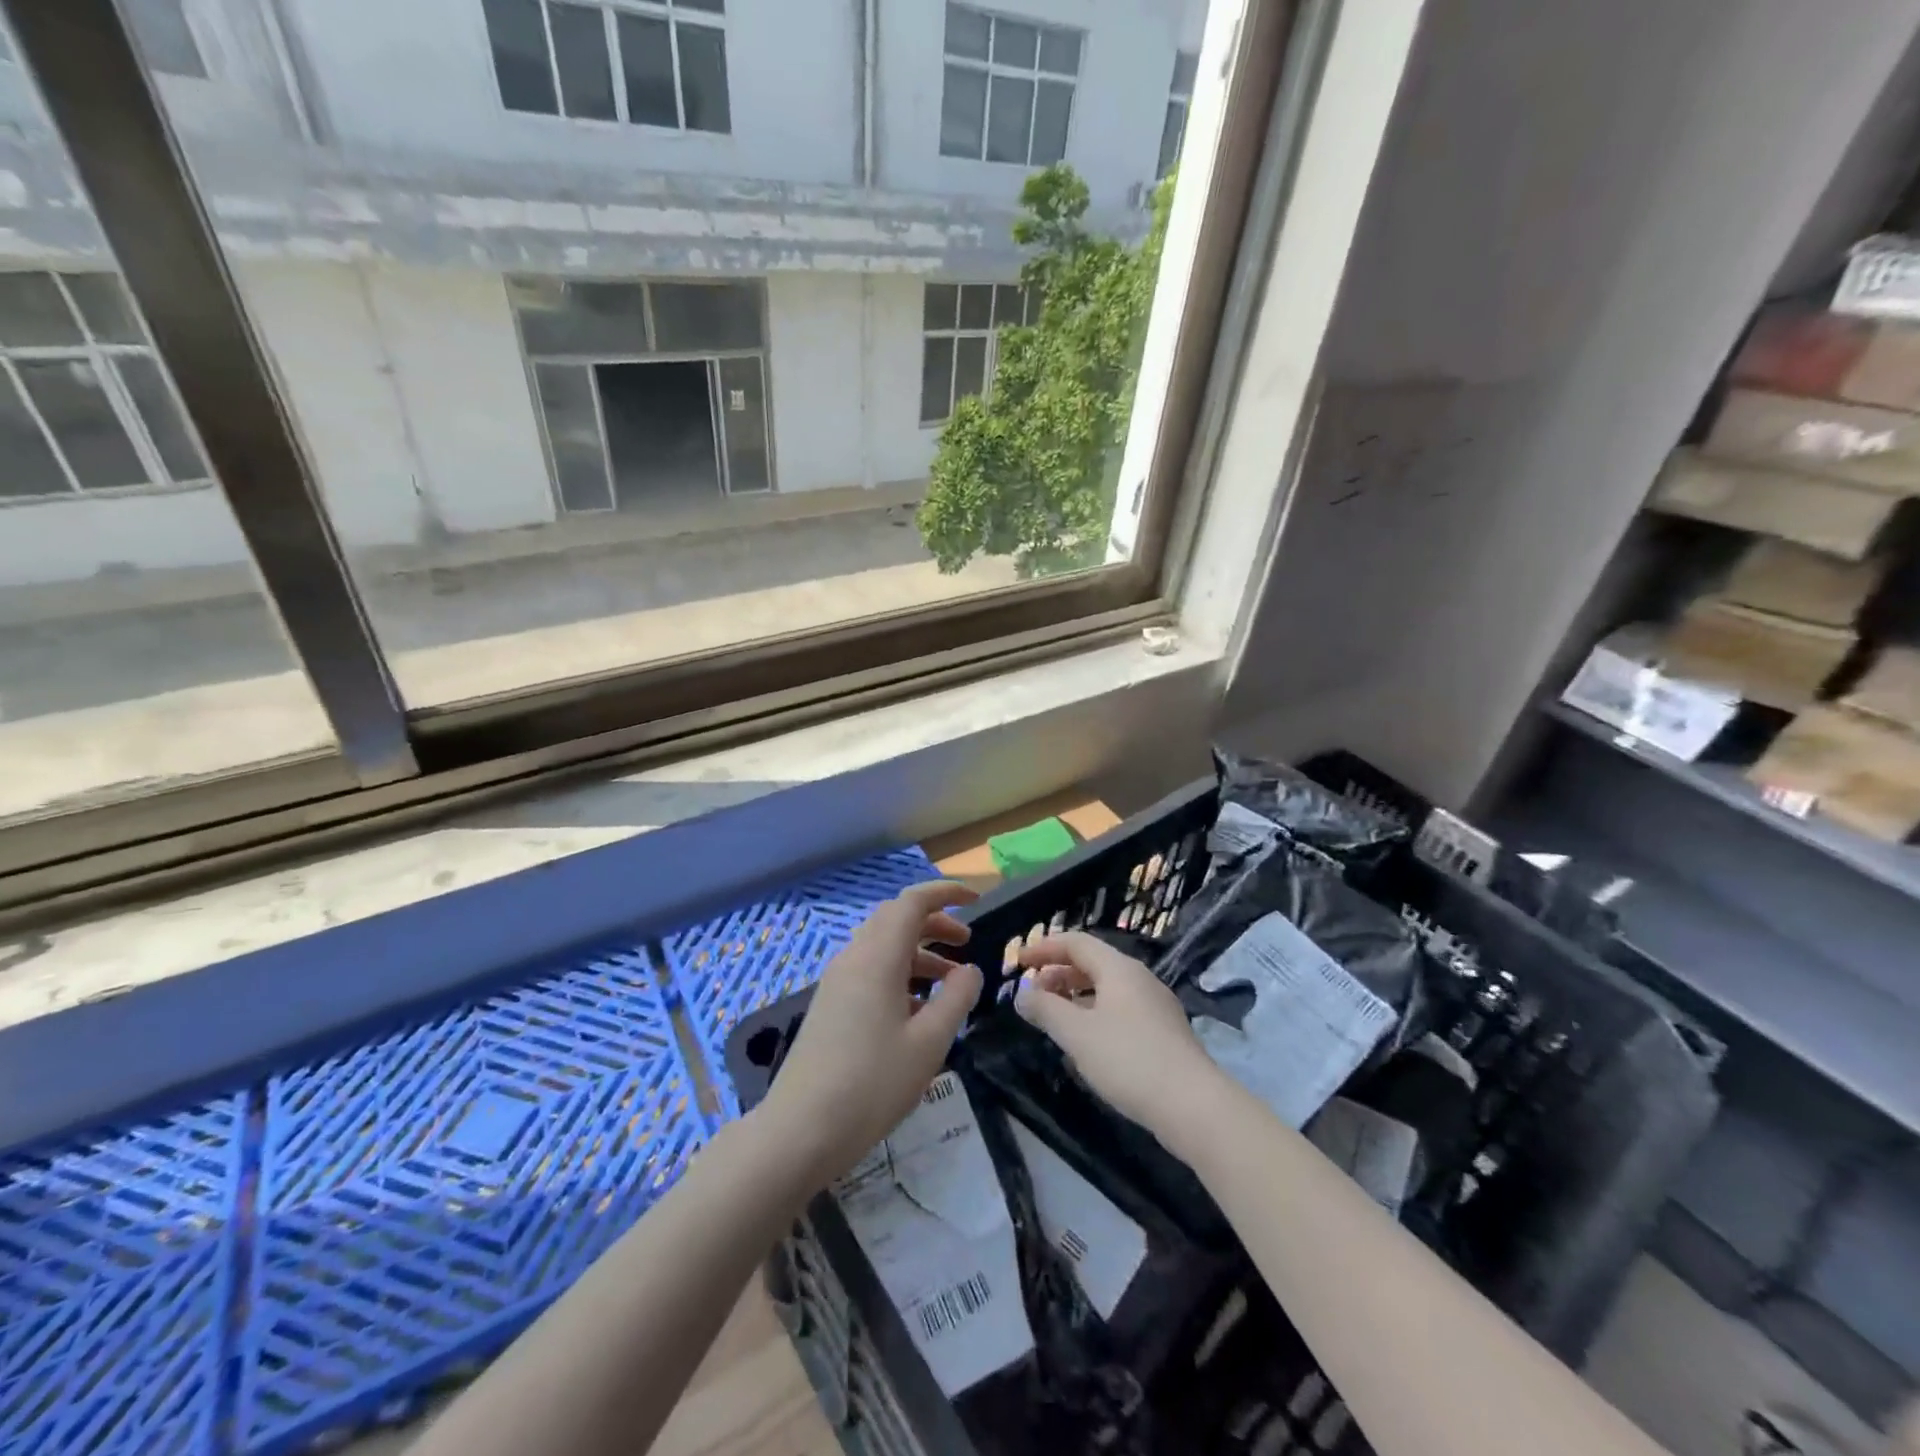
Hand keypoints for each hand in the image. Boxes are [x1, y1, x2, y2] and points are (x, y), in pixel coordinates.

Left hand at [754, 881, 983, 1187]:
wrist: (800, 1130)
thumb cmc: (872, 1084)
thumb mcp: (929, 1043)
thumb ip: (956, 998)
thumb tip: (969, 969)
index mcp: (878, 957)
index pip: (912, 902)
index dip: (945, 893)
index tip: (975, 899)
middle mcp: (854, 959)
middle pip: (896, 919)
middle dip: (934, 922)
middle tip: (966, 941)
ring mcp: (837, 982)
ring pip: (883, 946)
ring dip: (919, 952)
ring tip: (950, 982)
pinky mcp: (830, 1005)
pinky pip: (870, 970)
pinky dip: (900, 973)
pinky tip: (917, 1011)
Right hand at [1013, 931, 1227, 1149]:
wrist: (1194, 1106)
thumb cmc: (1129, 1060)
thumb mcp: (1077, 1034)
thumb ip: (1045, 1009)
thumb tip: (1022, 994)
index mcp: (1119, 969)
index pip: (1076, 942)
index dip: (1044, 948)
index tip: (1018, 963)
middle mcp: (1139, 978)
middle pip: (1092, 963)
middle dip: (1058, 973)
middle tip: (1032, 994)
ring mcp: (1155, 1006)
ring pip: (1107, 989)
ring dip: (1075, 996)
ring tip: (1054, 1019)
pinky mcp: (1163, 1033)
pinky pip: (1120, 1010)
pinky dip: (1094, 1014)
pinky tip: (1086, 1043)